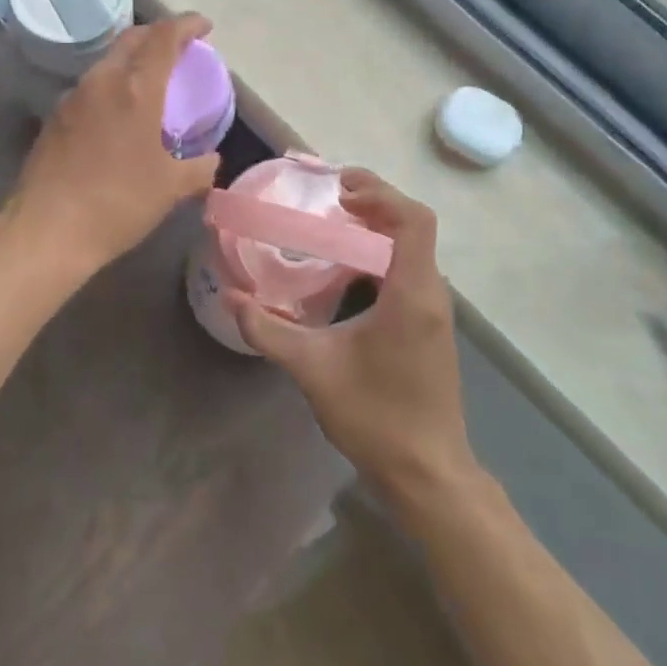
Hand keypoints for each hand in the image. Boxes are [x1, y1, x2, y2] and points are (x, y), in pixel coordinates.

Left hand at [6, 13, 221, 278]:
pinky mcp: (54, 118)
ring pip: (107, 62)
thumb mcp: (171, 188)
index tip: (204, 27)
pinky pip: (91, 87)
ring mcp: (72, 98)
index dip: (187, 25)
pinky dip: (112, 85)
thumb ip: (199, 168)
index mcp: (135, 89)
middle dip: (158, 35)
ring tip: (151, 81)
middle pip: (131, 39)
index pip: (164, 37)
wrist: (46, 230)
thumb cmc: (117, 203)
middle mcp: (101, 82)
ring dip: (132, 61)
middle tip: (179, 48)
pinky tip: (119, 114)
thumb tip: (210, 159)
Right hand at [228, 170, 475, 507]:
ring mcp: (434, 312)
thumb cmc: (376, 417)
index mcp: (412, 294)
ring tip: (333, 225)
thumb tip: (232, 297)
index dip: (380, 193)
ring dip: (378, 229)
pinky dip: (382, 254)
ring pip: (413, 249)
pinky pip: (410, 270)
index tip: (339, 191)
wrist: (428, 475)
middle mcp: (431, 294)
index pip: (413, 220)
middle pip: (414, 227)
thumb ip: (269, 330)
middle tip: (328, 200)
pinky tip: (347, 271)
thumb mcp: (313, 369)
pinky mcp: (429, 327)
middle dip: (374, 203)